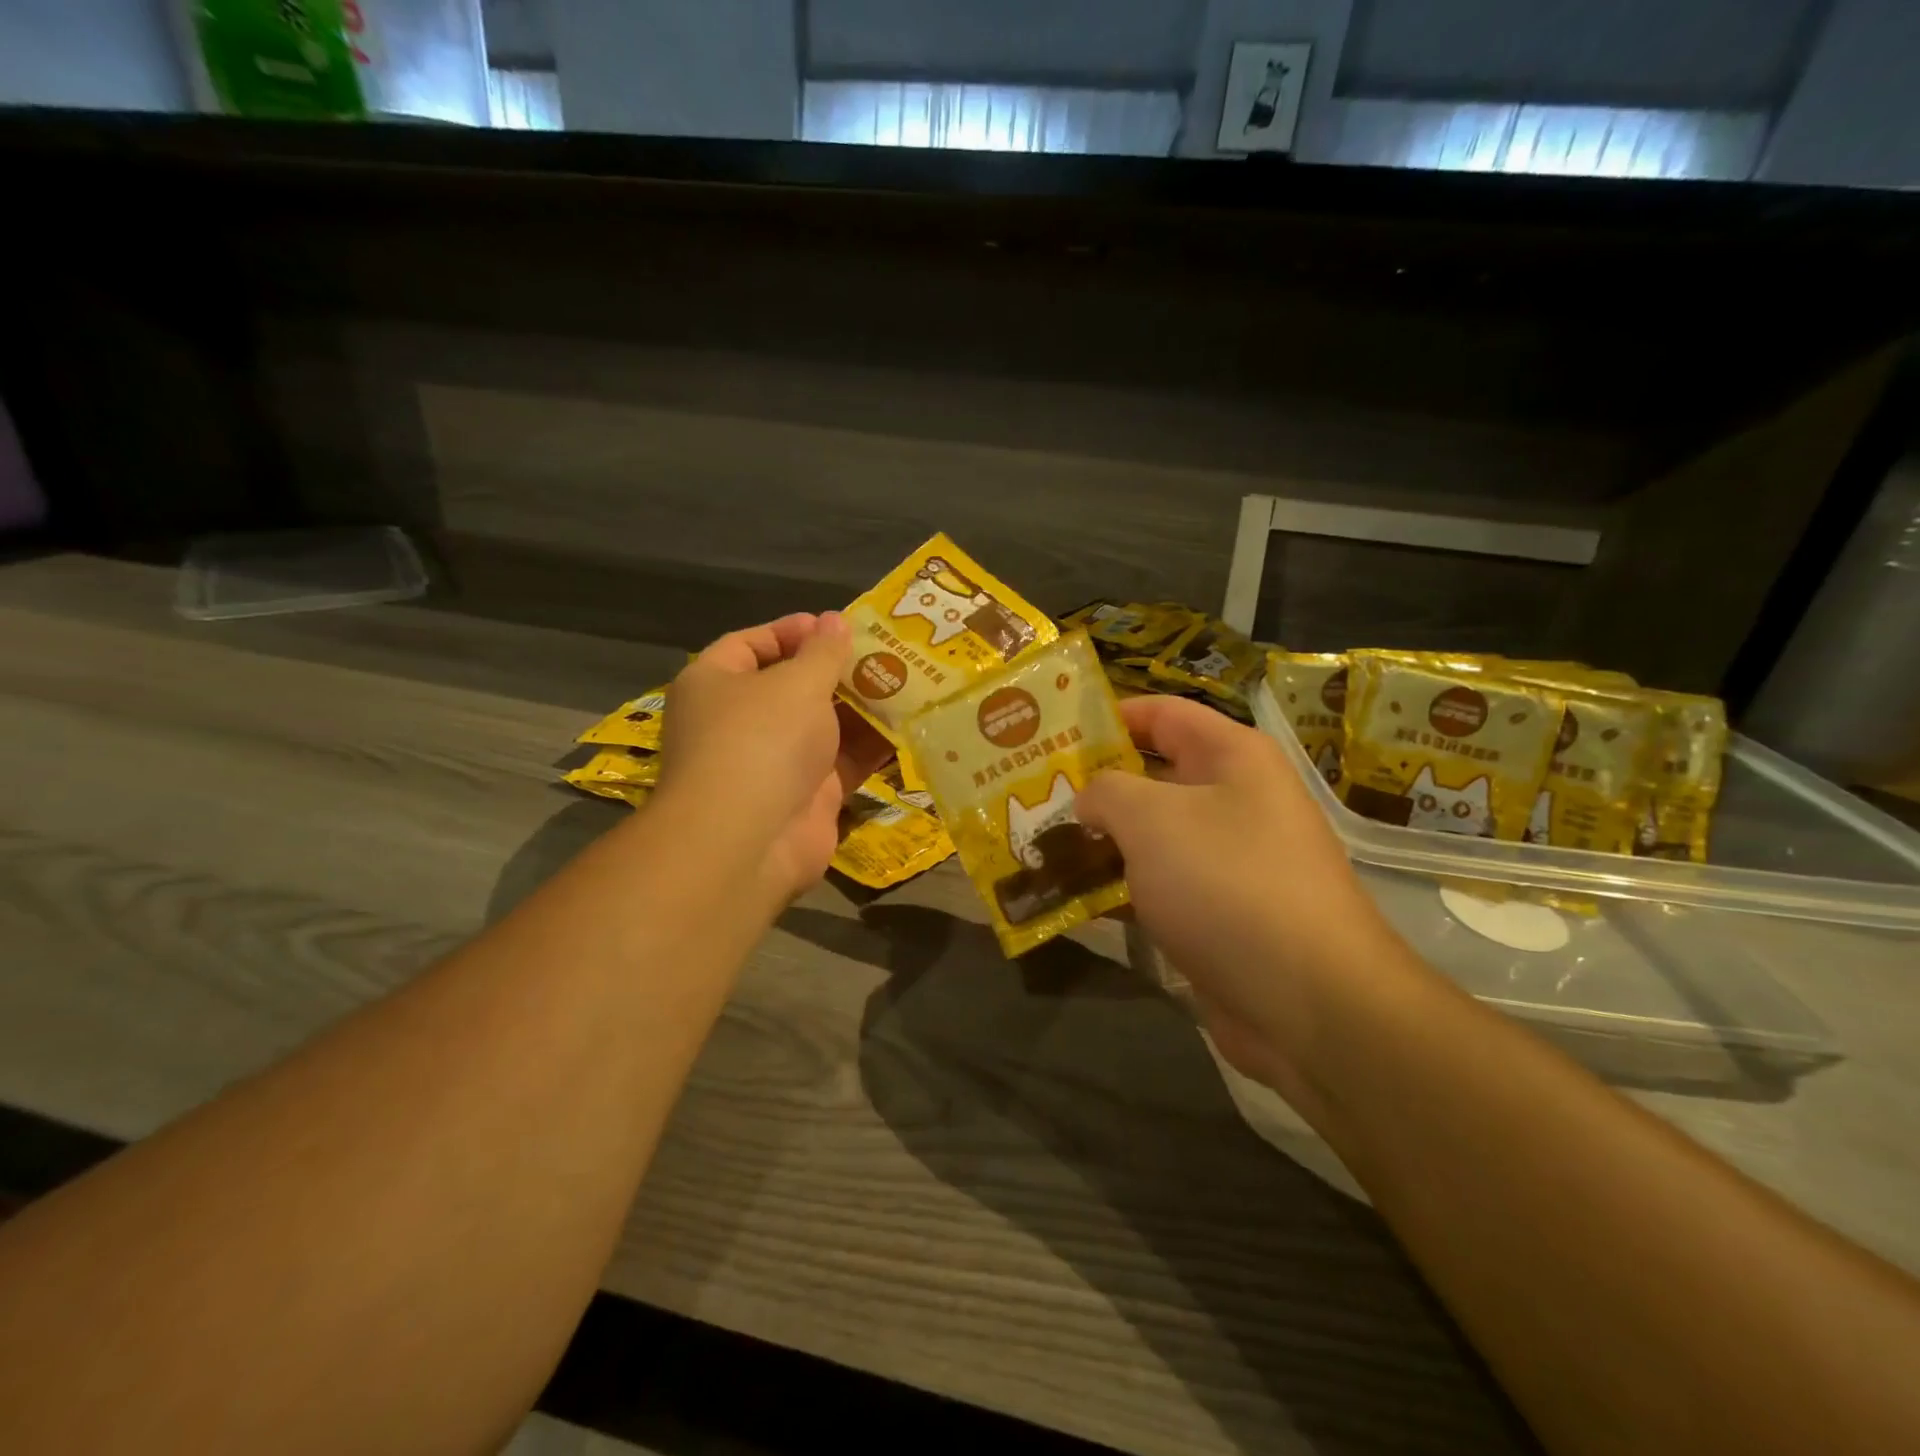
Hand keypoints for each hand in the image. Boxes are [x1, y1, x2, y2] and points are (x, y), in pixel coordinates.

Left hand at [659, 612, 890, 901]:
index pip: (750, 644)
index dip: (792, 631)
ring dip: (861, 707)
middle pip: (791, 686)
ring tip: (908, 683)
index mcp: (715, 684)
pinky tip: (909, 727)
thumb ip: (823, 651)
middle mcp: (740, 722)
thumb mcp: (797, 682)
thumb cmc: (762, 740)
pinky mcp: (806, 797)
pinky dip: (871, 747)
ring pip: (823, 726)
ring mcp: (773, 762)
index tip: (836, 625)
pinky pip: (842, 763)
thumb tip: (833, 620)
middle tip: (885, 653)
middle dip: (837, 670)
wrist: (750, 841)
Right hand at [1076, 696, 1415, 1120]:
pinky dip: (1118, 889)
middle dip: (1092, 785)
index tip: (1053, 734)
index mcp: (1232, 757)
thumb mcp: (1150, 819)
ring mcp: (1229, 860)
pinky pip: (1158, 886)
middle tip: (1032, 795)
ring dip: (1099, 842)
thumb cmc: (1227, 883)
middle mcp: (1235, 800)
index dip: (1107, 716)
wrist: (1309, 1003)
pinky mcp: (1219, 913)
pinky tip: (1071, 899)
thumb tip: (1089, 802)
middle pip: (1151, 776)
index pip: (1161, 714)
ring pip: (1151, 837)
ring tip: (1038, 846)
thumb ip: (1106, 792)